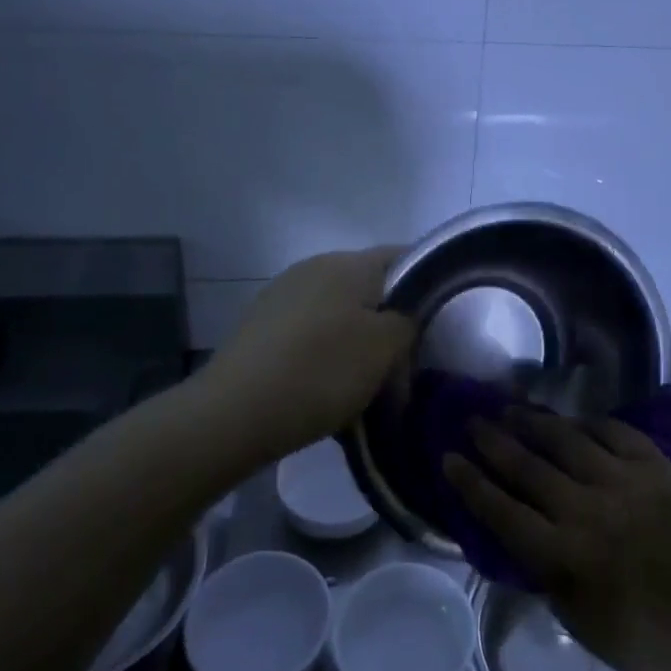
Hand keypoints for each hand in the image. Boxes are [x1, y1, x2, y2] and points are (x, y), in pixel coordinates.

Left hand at [207, 248, 413, 459]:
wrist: (232, 413)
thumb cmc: (320, 372)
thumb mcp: (384, 348)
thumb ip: (407, 322)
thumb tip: (403, 316)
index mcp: (349, 263)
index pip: (403, 257)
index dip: (428, 284)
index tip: (438, 323)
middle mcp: (315, 267)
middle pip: (370, 288)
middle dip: (390, 323)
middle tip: (403, 365)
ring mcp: (283, 294)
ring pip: (340, 313)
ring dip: (357, 342)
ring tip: (365, 385)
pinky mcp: (262, 325)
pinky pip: (310, 333)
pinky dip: (326, 354)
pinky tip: (326, 388)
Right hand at [445, 409, 670, 670]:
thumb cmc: (638, 637)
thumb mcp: (573, 616)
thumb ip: (540, 566)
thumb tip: (510, 523)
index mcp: (567, 557)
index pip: (502, 511)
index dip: (470, 483)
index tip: (448, 458)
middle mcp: (591, 511)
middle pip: (528, 467)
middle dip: (493, 441)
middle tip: (472, 420)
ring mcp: (627, 483)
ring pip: (567, 440)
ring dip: (533, 422)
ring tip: (509, 408)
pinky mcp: (658, 467)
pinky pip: (613, 432)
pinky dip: (586, 423)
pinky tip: (569, 419)